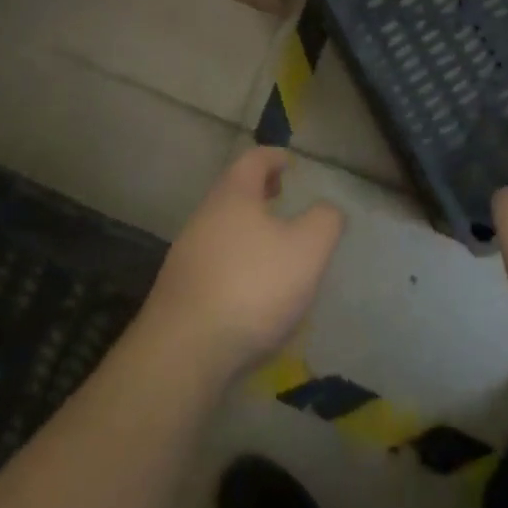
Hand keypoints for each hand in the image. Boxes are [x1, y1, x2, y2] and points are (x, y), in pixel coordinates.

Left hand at [137, 147, 344, 381]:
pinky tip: (248, 286)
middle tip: (280, 195)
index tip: (288, 161)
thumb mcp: (306, 250)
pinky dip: (233, 258)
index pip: (253, 160)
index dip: (273, 156)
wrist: (184, 351)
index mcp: (234, 195)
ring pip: (221, 225)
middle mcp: (205, 215)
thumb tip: (328, 208)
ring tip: (270, 242)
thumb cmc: (252, 287)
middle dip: (257, 190)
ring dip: (245, 226)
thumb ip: (324, 222)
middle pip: (233, 190)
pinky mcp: (179, 290)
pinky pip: (213, 260)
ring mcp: (187, 253)